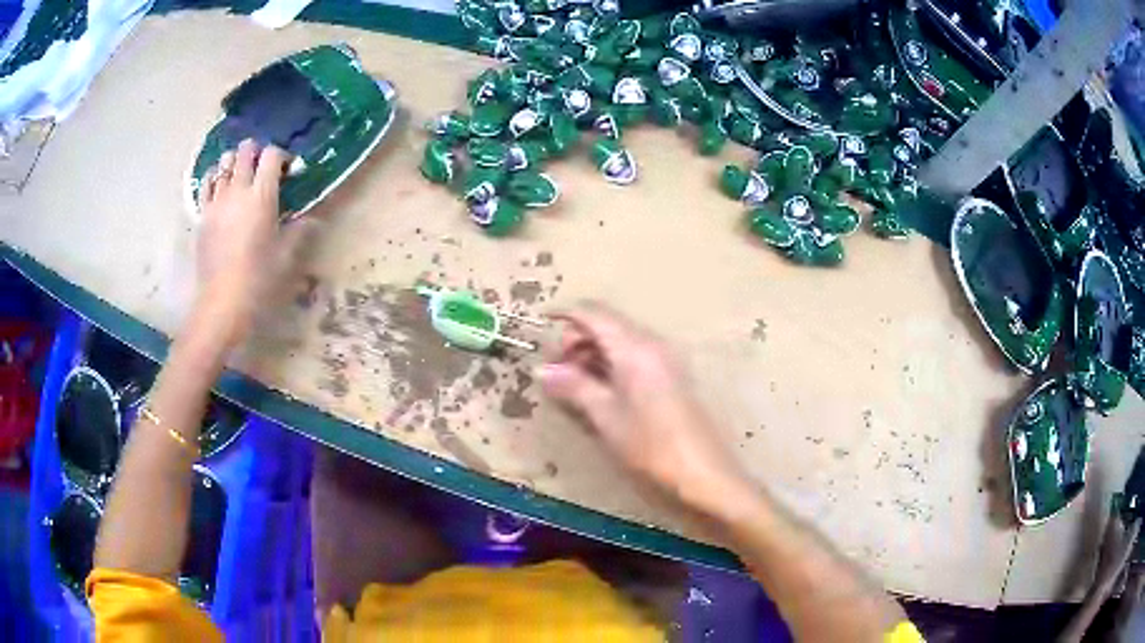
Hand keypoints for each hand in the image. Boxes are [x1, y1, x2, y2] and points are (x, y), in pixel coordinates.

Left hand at [195, 139, 306, 346]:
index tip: (288, 172)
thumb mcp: (286, 256)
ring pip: (224, 162)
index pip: (271, 154)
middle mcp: (237, 190)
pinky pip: (207, 183)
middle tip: (265, 170)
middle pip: (246, 149)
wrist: (222, 303)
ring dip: (236, 163)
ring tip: (242, 178)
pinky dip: (216, 177)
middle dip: (257, 153)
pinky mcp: (202, 214)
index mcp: (262, 196)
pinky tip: (222, 188)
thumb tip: (315, 218)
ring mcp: (216, 201)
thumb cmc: (258, 280)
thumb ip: (301, 230)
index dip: (282, 156)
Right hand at [539, 302, 751, 517]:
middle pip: (608, 324)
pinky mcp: (671, 378)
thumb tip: (543, 370)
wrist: (702, 473)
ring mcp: (665, 360)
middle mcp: (652, 344)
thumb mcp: (605, 417)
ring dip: (593, 354)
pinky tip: (598, 391)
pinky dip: (611, 365)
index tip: (541, 323)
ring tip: (572, 384)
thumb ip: (574, 387)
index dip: (565, 313)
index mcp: (634, 347)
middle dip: (576, 339)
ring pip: (621, 341)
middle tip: (555, 370)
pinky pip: (634, 357)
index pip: (594, 313)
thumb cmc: (650, 446)